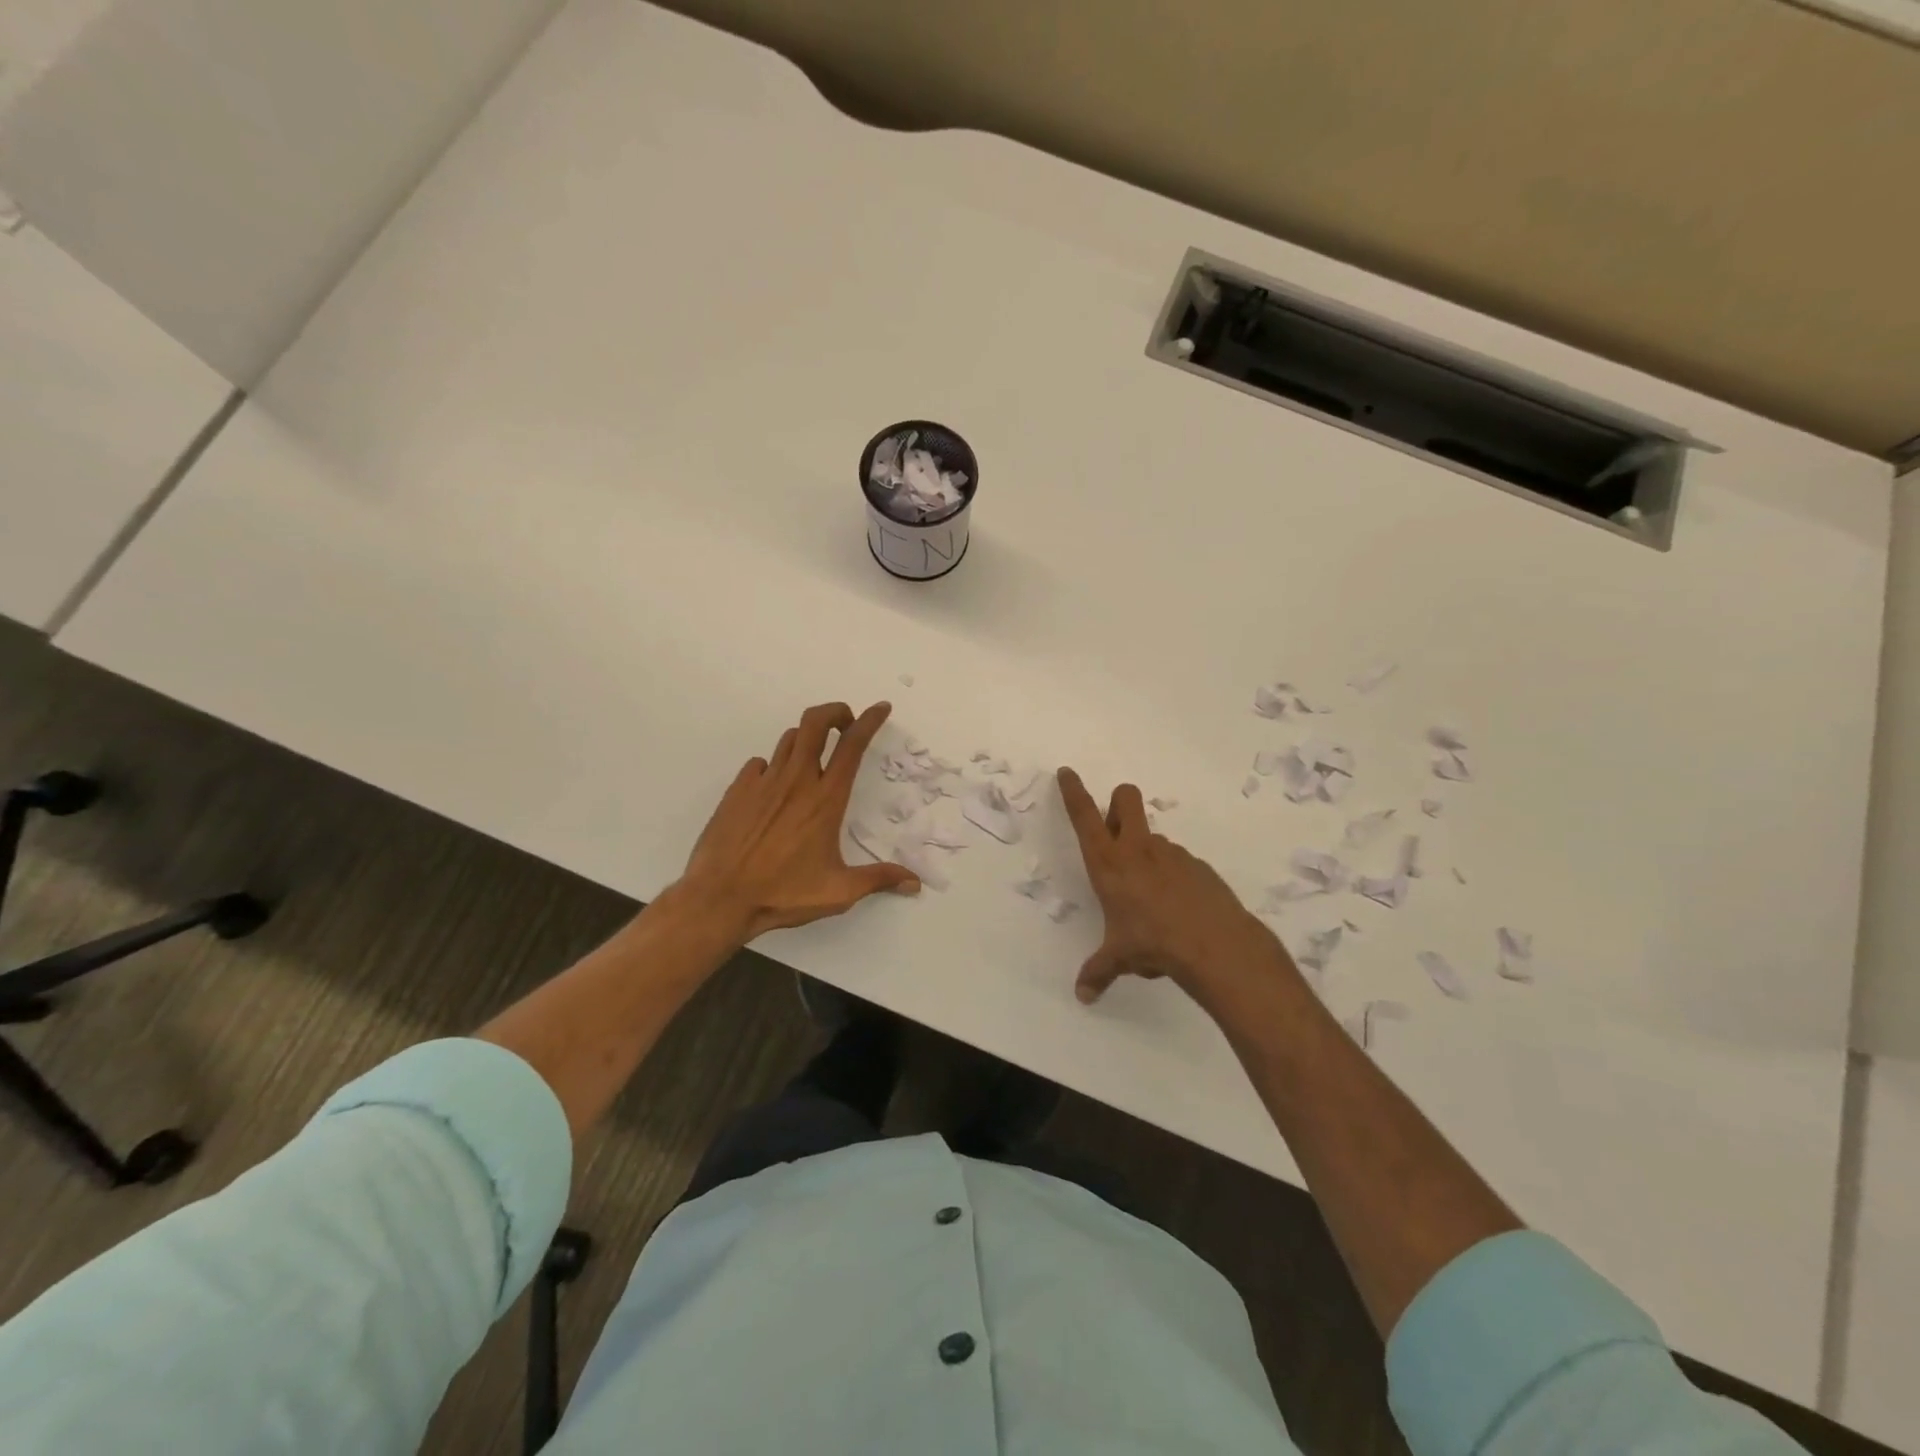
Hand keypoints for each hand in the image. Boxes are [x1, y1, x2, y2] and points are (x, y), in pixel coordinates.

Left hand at [677, 701, 920, 942]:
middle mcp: (796, 781)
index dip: (869, 721)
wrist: (720, 898)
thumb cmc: (783, 893)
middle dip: (834, 712)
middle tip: (845, 724)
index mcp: (825, 799)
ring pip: (789, 740)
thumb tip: (914, 883)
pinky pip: (760, 763)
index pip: (852, 745)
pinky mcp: (737, 791)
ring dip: (807, 739)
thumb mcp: (839, 892)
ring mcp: (763, 782)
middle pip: (815, 722)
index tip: (880, 708)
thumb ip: (878, 880)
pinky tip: (774, 789)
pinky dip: (773, 767)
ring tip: (814, 758)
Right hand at [1057, 767, 1296, 1010]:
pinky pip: (1178, 862)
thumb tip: (1083, 996)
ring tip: (1152, 899)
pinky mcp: (1198, 865)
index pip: (1084, 816)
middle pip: (1126, 798)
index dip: (1073, 791)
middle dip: (1118, 803)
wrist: (1214, 945)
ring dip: (1146, 852)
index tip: (1067, 772)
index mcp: (1108, 863)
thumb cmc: (1152, 944)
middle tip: (1115, 831)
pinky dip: (1173, 877)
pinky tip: (1179, 910)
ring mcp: (1171, 853)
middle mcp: (1137, 849)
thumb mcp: (1119, 958)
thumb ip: (1098, 971)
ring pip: (1153, 836)